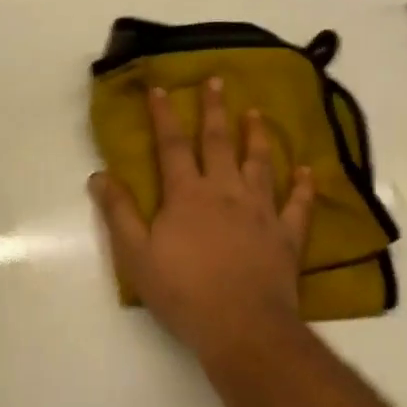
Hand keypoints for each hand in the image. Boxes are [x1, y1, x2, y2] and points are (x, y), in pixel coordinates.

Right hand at [90, 77, 313, 364]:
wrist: (241, 326)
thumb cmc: (182, 292)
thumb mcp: (136, 255)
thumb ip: (118, 212)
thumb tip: (100, 175)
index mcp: (187, 196)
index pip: (171, 147)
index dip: (163, 116)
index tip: (160, 88)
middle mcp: (225, 192)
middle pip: (218, 143)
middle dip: (214, 110)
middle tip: (216, 80)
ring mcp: (261, 211)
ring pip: (259, 163)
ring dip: (257, 136)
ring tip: (257, 113)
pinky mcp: (286, 235)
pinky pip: (298, 203)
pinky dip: (303, 185)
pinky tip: (307, 170)